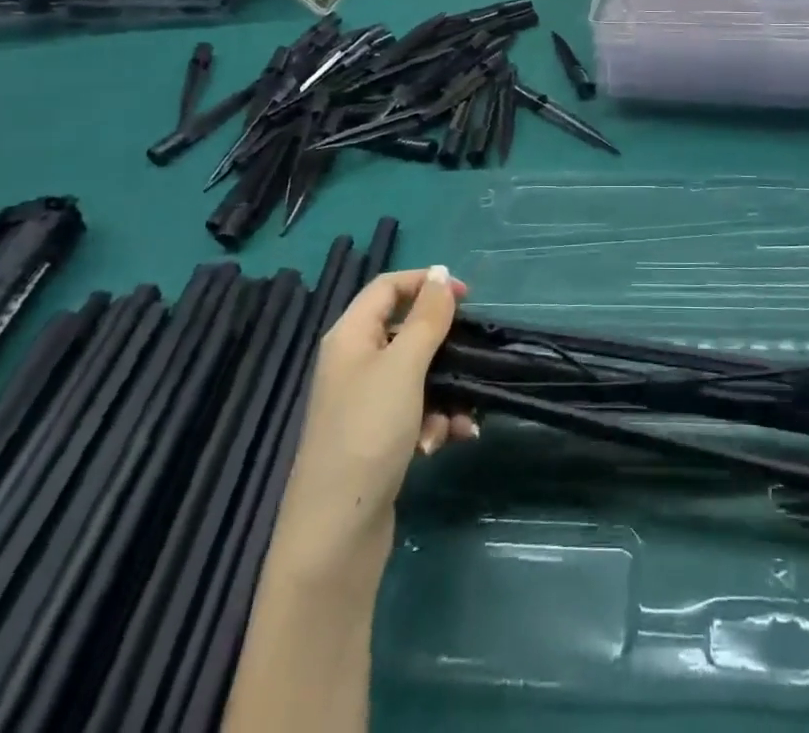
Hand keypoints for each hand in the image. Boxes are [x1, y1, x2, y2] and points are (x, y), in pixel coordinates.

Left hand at [274, 267, 477, 579]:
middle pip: (406, 331)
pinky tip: (447, 442)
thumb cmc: (369, 434)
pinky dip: (435, 420)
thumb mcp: (403, 367)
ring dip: (446, 391)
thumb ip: (427, 318)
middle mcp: (354, 363)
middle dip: (444, 347)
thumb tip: (441, 274)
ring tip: (458, 419)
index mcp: (350, 337)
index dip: (426, 283)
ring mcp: (364, 403)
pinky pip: (415, 410)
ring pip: (418, 374)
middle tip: (473, 357)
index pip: (387, 287)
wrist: (336, 535)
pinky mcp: (377, 437)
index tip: (468, 297)